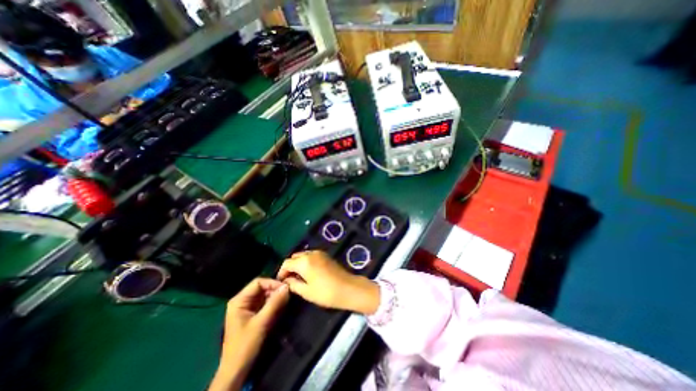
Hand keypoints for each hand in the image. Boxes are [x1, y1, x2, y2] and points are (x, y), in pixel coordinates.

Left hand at [211, 278, 289, 390]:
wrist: (236, 370)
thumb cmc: (245, 345)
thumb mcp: (261, 322)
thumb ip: (274, 303)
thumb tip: (287, 286)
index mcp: (239, 300)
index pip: (258, 282)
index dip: (272, 283)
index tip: (285, 288)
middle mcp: (242, 301)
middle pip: (262, 287)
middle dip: (275, 290)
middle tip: (288, 294)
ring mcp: (247, 307)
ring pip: (265, 295)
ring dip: (275, 296)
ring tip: (286, 300)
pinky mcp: (253, 314)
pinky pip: (265, 302)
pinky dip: (273, 303)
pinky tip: (281, 306)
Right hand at [276, 251, 379, 314]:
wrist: (348, 288)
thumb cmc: (326, 292)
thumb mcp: (306, 291)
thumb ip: (293, 284)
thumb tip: (286, 281)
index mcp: (304, 261)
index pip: (286, 263)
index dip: (281, 272)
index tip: (281, 282)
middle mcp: (311, 253)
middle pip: (295, 257)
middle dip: (290, 267)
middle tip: (290, 280)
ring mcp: (319, 253)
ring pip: (303, 255)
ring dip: (298, 264)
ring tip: (299, 277)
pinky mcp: (326, 255)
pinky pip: (311, 255)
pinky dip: (306, 262)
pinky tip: (309, 272)